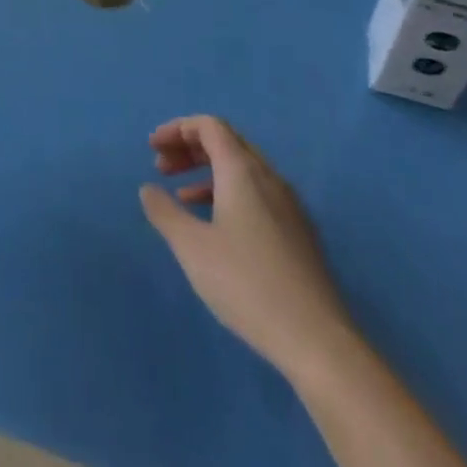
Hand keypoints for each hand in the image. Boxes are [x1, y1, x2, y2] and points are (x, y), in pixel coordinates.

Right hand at [139, 115, 353, 381]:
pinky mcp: (299, 233)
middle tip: (161, 167)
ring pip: (243, 169)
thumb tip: (149, 189)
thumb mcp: (192, 248)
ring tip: (180, 196)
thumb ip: (165, 212)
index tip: (152, 148)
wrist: (317, 340)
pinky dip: (228, 194)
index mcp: (242, 170)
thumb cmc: (246, 284)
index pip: (209, 126)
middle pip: (226, 142)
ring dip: (208, 172)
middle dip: (190, 148)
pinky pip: (257, 193)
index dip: (177, 129)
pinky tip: (215, 227)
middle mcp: (269, 177)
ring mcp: (289, 205)